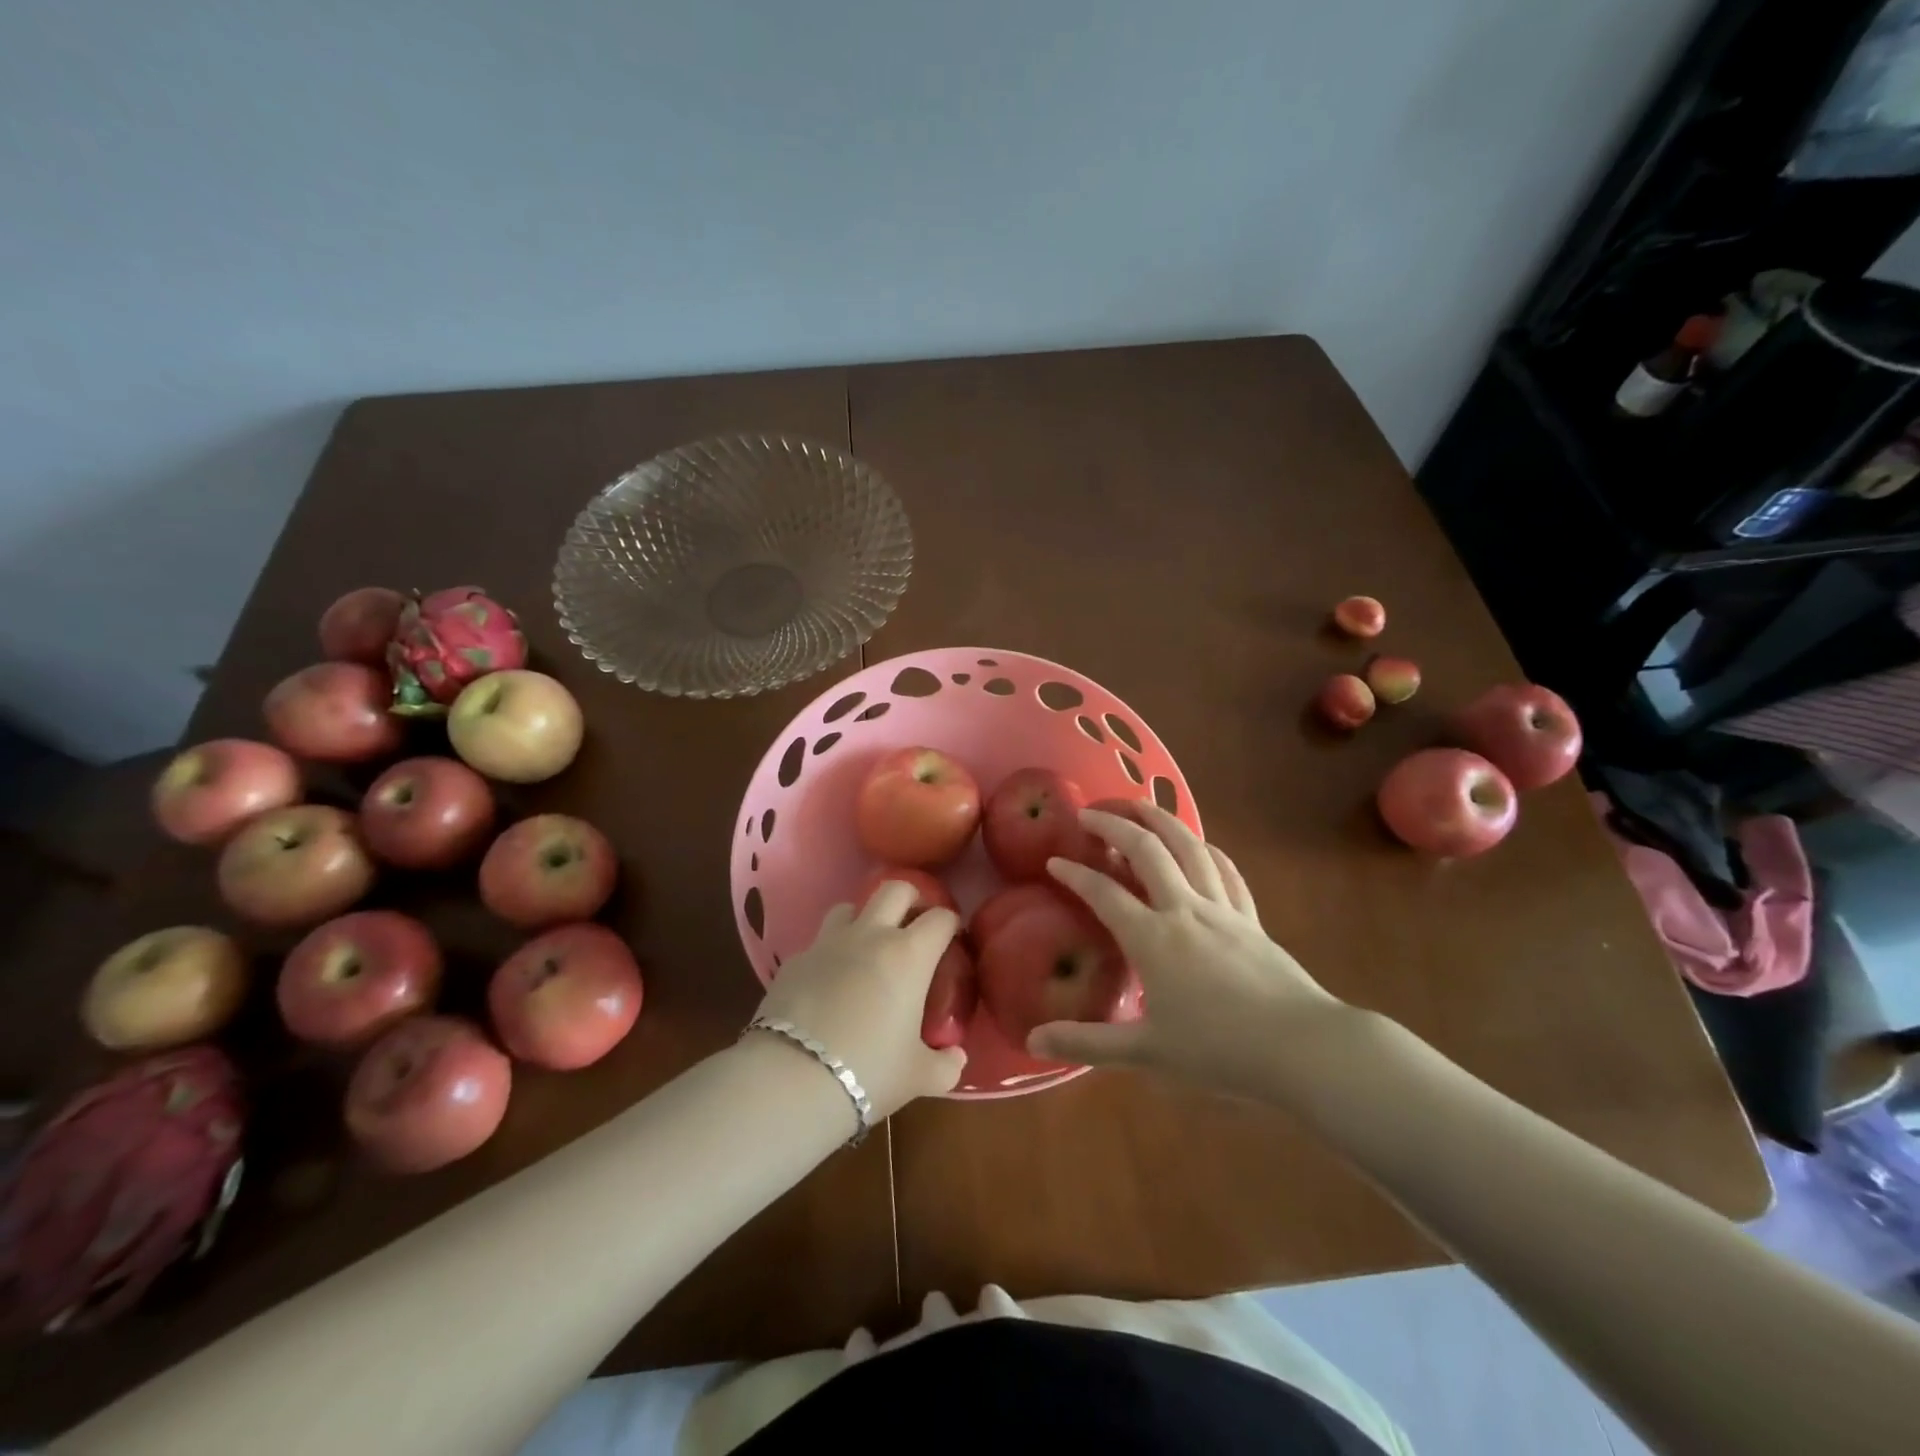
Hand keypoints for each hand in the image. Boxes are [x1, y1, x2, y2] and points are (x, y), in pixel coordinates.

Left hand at [752, 882, 966, 1117]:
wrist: (791, 1078)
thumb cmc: (868, 1071)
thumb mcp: (919, 1077)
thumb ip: (945, 1065)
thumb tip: (955, 1058)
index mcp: (909, 954)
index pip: (940, 918)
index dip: (951, 924)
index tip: (953, 939)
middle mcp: (870, 935)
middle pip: (896, 889)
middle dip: (911, 898)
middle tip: (915, 925)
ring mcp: (827, 943)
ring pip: (850, 907)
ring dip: (865, 919)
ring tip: (868, 948)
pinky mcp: (794, 960)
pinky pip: (819, 943)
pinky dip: (830, 953)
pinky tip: (830, 982)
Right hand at [1031, 804, 1344, 1099]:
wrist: (1301, 1048)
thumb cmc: (1219, 1051)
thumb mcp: (1146, 1053)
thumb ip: (1087, 1044)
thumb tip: (1033, 1042)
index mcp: (1152, 938)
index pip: (1104, 893)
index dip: (1075, 874)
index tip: (1054, 862)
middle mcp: (1183, 909)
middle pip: (1146, 850)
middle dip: (1114, 825)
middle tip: (1091, 813)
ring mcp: (1221, 909)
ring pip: (1188, 848)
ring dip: (1161, 819)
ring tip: (1140, 804)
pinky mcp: (1251, 918)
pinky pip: (1226, 872)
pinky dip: (1207, 850)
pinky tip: (1201, 844)